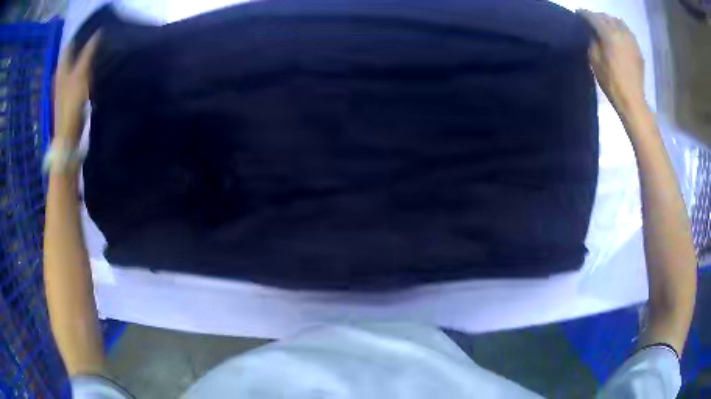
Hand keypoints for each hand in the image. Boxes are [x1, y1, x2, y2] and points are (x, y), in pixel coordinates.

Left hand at [54, 33, 100, 144]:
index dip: (79, 35)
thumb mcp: (80, 75)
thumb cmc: (71, 105)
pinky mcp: (69, 97)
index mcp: (61, 69)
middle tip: (98, 37)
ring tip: (97, 51)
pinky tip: (92, 70)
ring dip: (84, 58)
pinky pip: (77, 77)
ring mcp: (64, 88)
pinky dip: (84, 71)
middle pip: (71, 55)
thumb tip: (98, 32)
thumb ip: (88, 53)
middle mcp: (61, 76)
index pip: (69, 46)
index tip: (93, 27)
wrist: (67, 137)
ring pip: (74, 66)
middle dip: (82, 45)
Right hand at [577, 10, 646, 116]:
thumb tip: (591, 31)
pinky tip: (617, 35)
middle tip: (591, 21)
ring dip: (610, 21)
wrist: (632, 100)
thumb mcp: (595, 60)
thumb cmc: (611, 82)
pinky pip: (627, 31)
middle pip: (606, 17)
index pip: (593, 17)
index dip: (584, 14)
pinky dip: (620, 29)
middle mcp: (620, 32)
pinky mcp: (637, 48)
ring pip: (618, 22)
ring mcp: (631, 40)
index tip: (578, 14)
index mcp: (608, 34)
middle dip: (597, 16)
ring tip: (605, 26)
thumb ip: (592, 41)